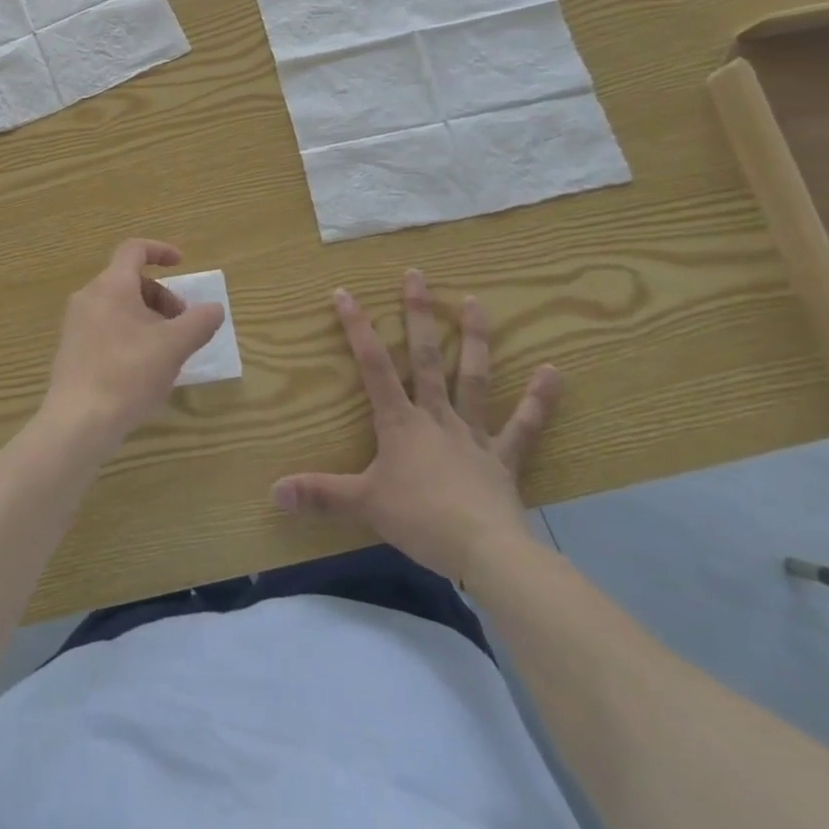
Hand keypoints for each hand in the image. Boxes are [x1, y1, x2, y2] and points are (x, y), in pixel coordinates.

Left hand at [39, 239, 225, 457]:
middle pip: (129, 280)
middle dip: (161, 296)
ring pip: (118, 305)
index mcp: (112, 285)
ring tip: (166, 350)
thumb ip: (199, 322)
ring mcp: (76, 323)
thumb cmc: (128, 374)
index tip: (181, 265)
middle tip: (182, 325)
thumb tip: (215, 308)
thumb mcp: (174, 347)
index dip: (160, 250)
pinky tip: (142, 368)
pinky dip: (129, 333)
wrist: (78, 421)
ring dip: (147, 317)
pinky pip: (105, 326)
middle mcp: (89, 296)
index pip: (134, 249)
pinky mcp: (71, 348)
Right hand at [271, 270, 561, 584]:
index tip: (345, 292)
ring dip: (474, 340)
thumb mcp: (362, 505)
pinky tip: (555, 372)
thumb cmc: (420, 521)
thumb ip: (320, 494)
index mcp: (400, 423)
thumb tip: (273, 491)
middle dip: (418, 315)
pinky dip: (540, 400)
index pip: (373, 365)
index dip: (357, 327)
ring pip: (473, 379)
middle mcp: (436, 416)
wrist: (485, 553)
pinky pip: (524, 426)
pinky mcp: (503, 458)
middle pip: (426, 358)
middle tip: (417, 275)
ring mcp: (473, 435)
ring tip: (476, 302)